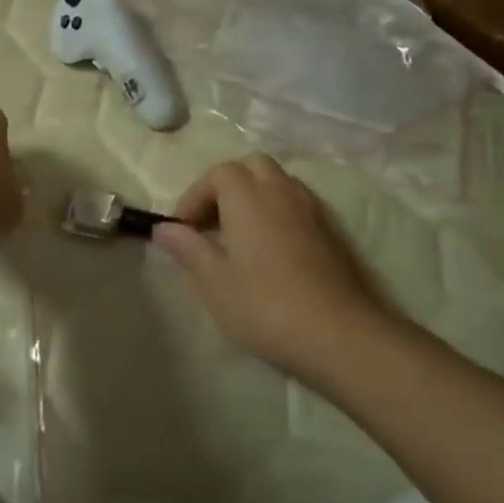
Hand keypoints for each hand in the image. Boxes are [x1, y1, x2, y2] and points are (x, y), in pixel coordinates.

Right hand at [151, 155, 398, 387]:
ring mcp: (312, 209)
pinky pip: (297, 203)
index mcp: (248, 196)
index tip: (184, 229)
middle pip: (251, 167)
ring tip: (239, 235)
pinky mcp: (331, 231)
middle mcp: (281, 191)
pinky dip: (277, 211)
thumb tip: (164, 228)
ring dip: (253, 196)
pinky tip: (271, 249)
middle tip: (211, 223)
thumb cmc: (265, 306)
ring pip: (278, 182)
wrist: (340, 336)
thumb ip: (188, 248)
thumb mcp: (214, 282)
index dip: (195, 195)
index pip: (218, 173)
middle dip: (226, 186)